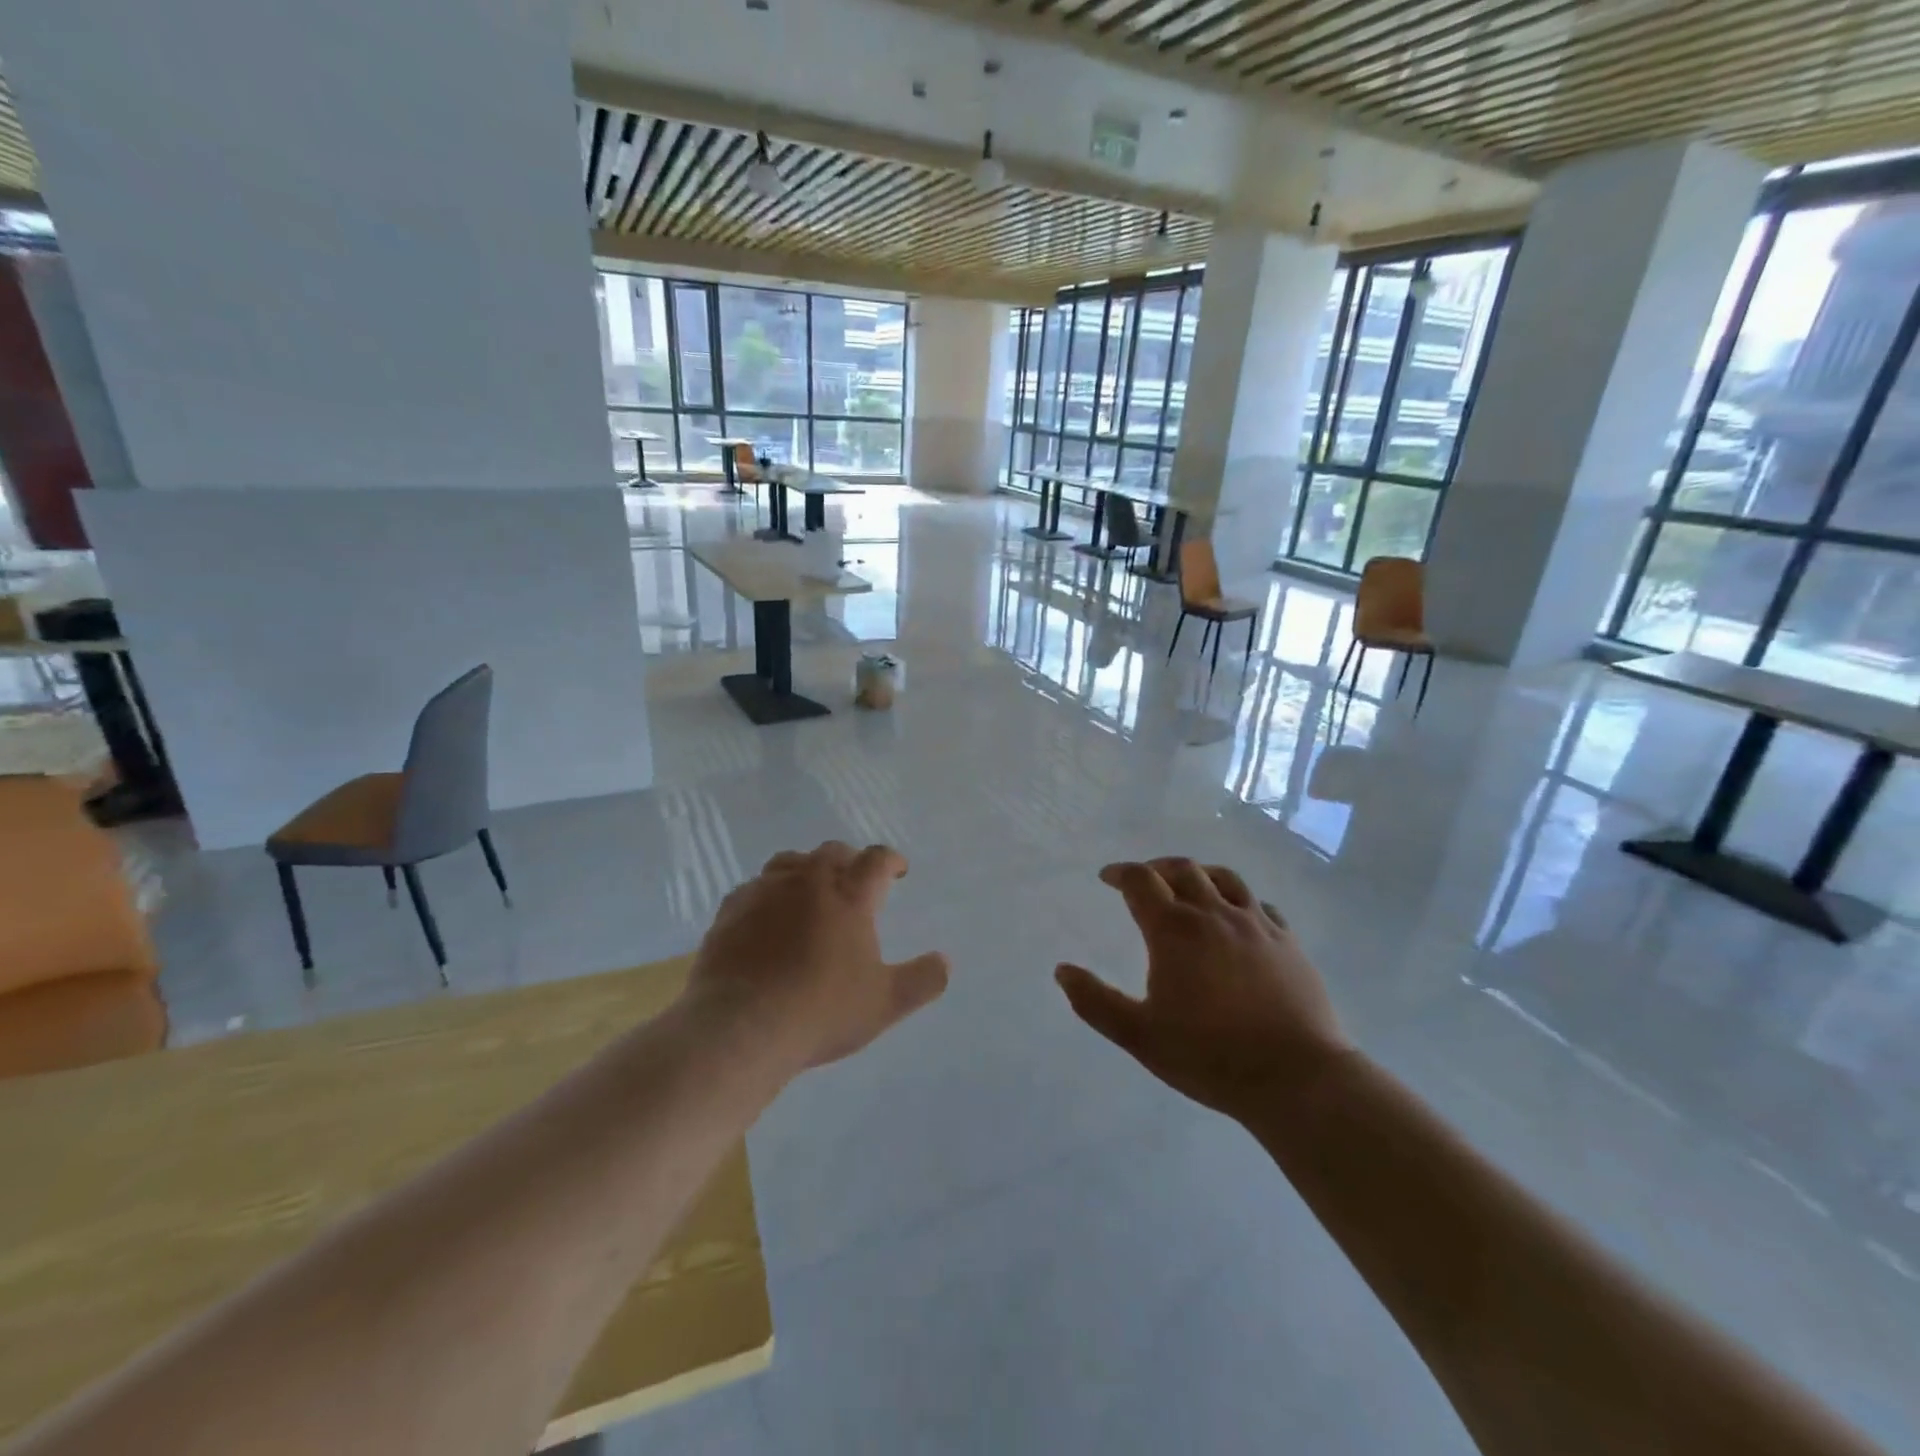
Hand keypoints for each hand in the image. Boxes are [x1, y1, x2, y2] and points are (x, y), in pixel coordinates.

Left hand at [686, 841, 949, 1072]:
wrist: (740, 1027)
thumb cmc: (821, 1011)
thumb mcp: (885, 1003)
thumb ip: (923, 980)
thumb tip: (945, 961)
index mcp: (849, 895)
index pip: (876, 860)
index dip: (891, 860)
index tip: (897, 870)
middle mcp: (808, 881)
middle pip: (832, 853)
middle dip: (849, 860)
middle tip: (856, 878)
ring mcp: (765, 892)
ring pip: (790, 862)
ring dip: (806, 870)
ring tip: (810, 890)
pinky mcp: (731, 910)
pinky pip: (754, 888)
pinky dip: (768, 894)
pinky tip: (767, 916)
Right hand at [1055, 858, 1353, 1117]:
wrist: (1297, 1078)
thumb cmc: (1210, 1056)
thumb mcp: (1139, 1036)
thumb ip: (1095, 1002)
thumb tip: (1062, 971)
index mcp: (1174, 930)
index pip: (1140, 881)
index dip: (1120, 873)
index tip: (1107, 877)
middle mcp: (1214, 914)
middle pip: (1182, 869)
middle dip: (1156, 868)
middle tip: (1143, 878)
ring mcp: (1256, 925)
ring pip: (1224, 878)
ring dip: (1199, 874)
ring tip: (1189, 885)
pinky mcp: (1288, 942)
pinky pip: (1259, 905)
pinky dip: (1239, 901)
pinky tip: (1237, 918)